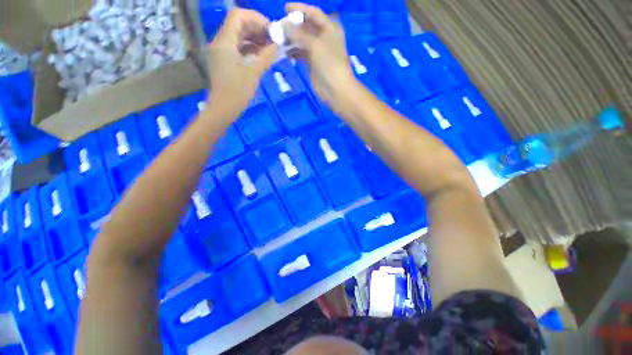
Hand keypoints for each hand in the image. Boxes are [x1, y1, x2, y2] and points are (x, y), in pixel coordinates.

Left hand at [207, 9, 277, 110]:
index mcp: (225, 41)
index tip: (272, 30)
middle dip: (258, 29)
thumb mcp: (254, 73)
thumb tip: (278, 45)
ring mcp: (222, 51)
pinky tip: (263, 55)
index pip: (238, 16)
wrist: (223, 109)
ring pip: (239, 36)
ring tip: (271, 48)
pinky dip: (251, 48)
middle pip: (239, 24)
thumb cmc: (237, 92)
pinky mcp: (225, 60)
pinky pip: (239, 48)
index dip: (256, 19)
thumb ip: (266, 56)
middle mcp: (221, 42)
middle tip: (274, 40)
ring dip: (255, 39)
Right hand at [285, 3, 355, 103]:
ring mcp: (318, 51)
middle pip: (307, 26)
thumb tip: (284, 25)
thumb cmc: (329, 64)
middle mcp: (324, 37)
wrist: (335, 89)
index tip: (284, 8)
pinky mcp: (313, 63)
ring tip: (279, 39)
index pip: (313, 13)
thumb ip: (299, 34)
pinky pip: (301, 53)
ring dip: (291, 39)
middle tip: (279, 26)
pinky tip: (285, 52)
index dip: (300, 9)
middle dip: (293, 25)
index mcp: (330, 28)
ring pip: (303, 40)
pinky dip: (294, 52)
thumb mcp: (315, 45)